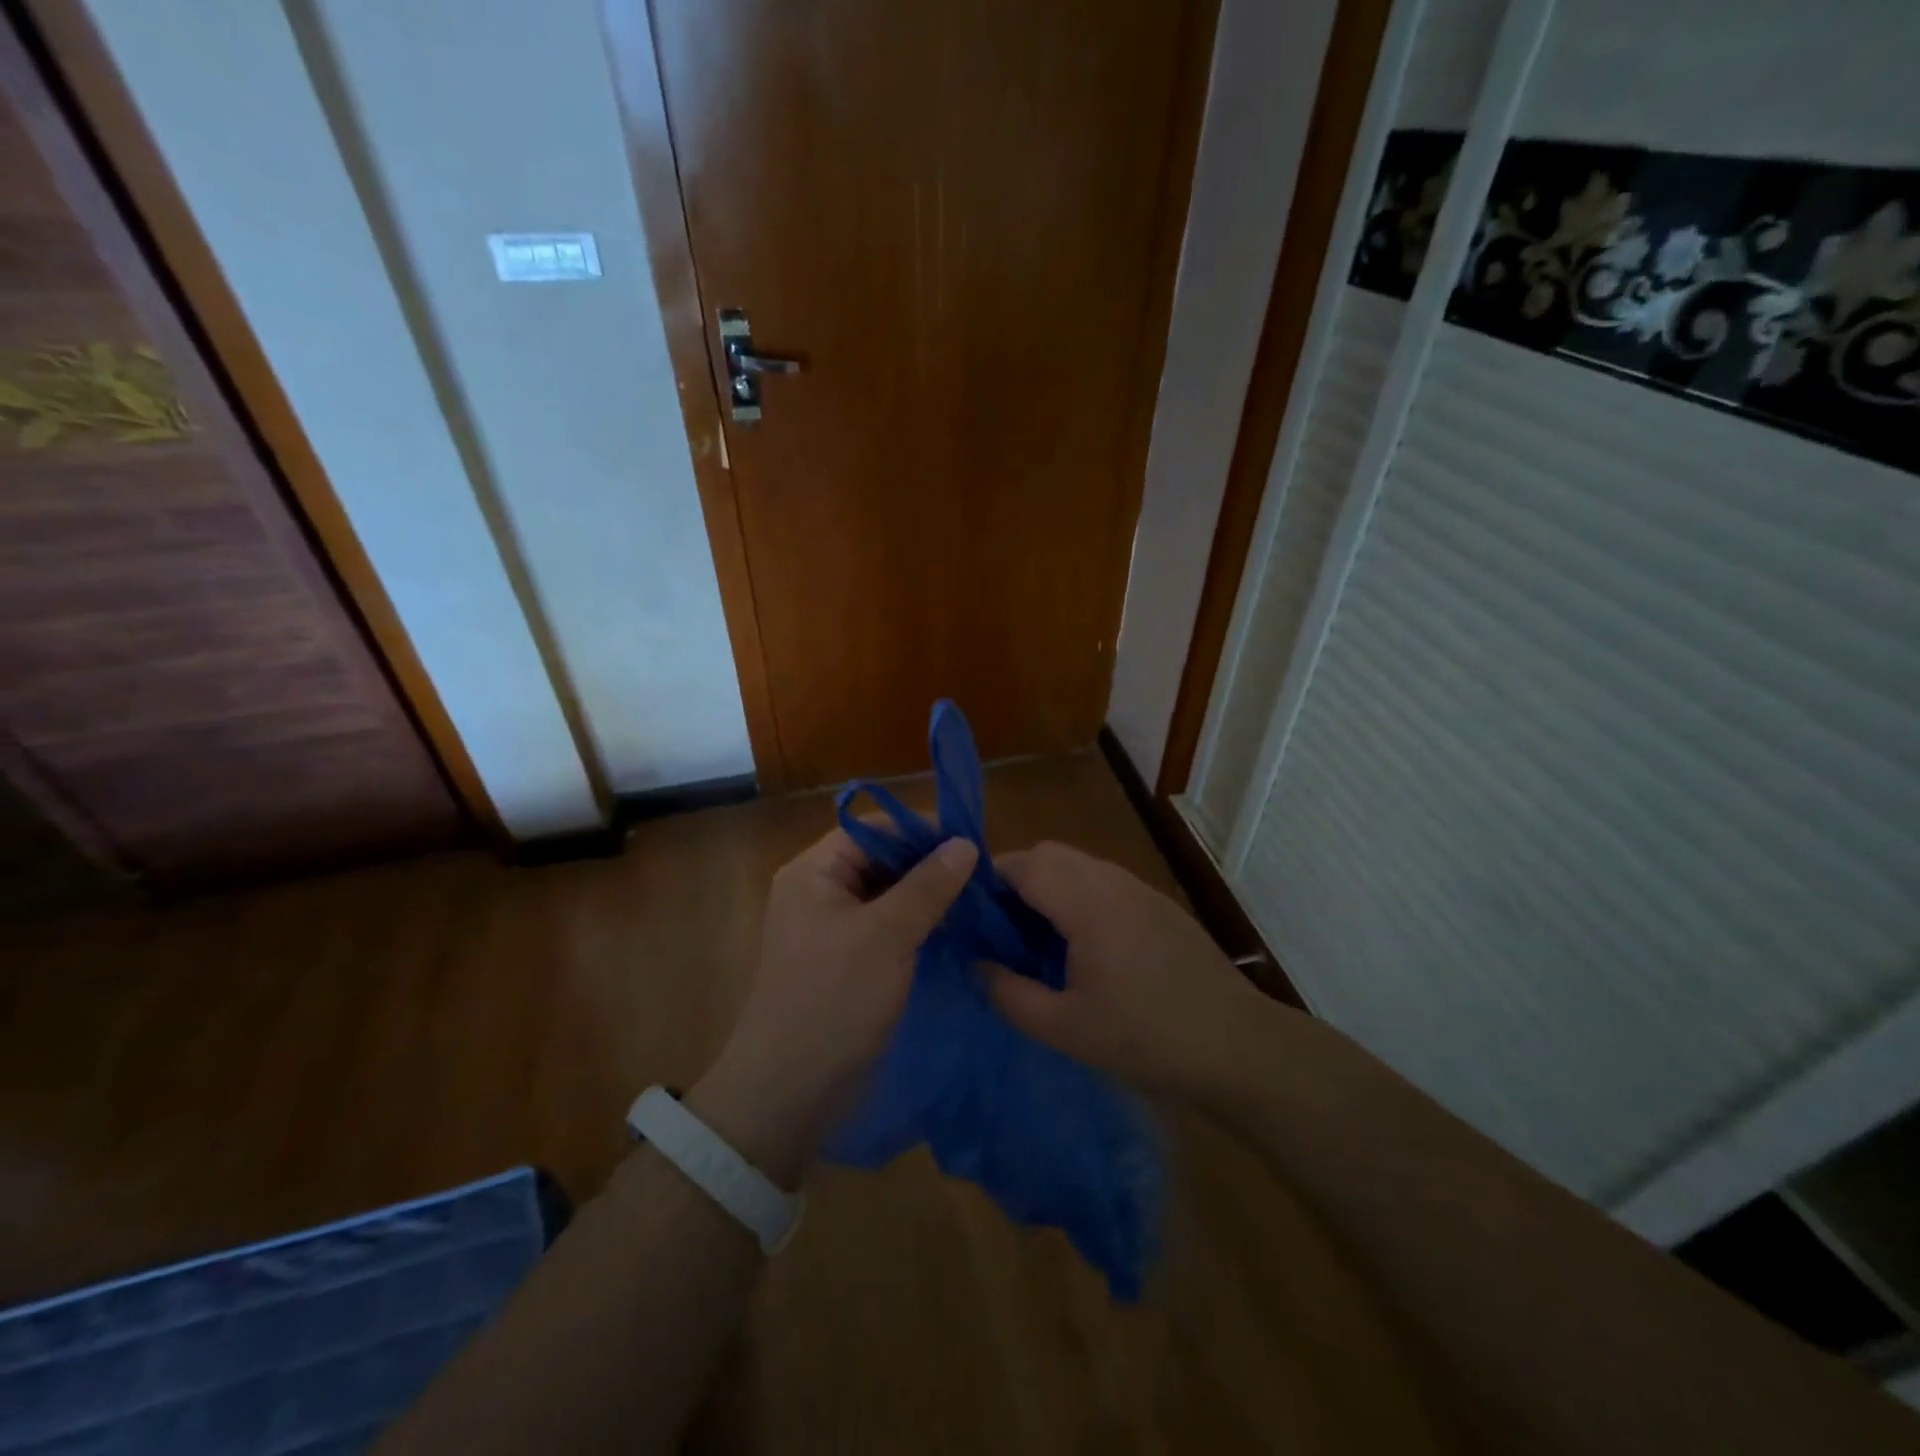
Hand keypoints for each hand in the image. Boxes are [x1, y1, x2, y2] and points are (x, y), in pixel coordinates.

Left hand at [690, 827, 976, 1182]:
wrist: (790, 1093)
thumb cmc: (833, 1001)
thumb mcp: (886, 936)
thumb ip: (928, 886)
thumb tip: (965, 843)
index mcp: (813, 872)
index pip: (873, 829)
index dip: (920, 830)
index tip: (971, 842)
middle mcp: (819, 891)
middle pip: (880, 859)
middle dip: (928, 864)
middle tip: (981, 875)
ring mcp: (832, 928)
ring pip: (887, 894)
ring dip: (927, 896)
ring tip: (977, 899)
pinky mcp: (847, 961)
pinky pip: (886, 927)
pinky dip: (917, 924)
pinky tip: (955, 929)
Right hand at [985, 842, 1271, 1098]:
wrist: (1238, 1046)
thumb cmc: (1146, 1038)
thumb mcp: (1065, 1028)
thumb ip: (1009, 994)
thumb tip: (975, 965)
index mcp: (1086, 903)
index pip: (1023, 863)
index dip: (989, 880)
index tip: (971, 915)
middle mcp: (1112, 881)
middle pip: (1050, 854)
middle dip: (1016, 878)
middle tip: (1001, 929)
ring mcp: (1140, 889)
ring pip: (1079, 864)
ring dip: (1049, 885)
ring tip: (1037, 938)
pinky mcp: (1159, 905)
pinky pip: (1104, 882)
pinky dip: (1078, 895)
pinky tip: (1083, 945)